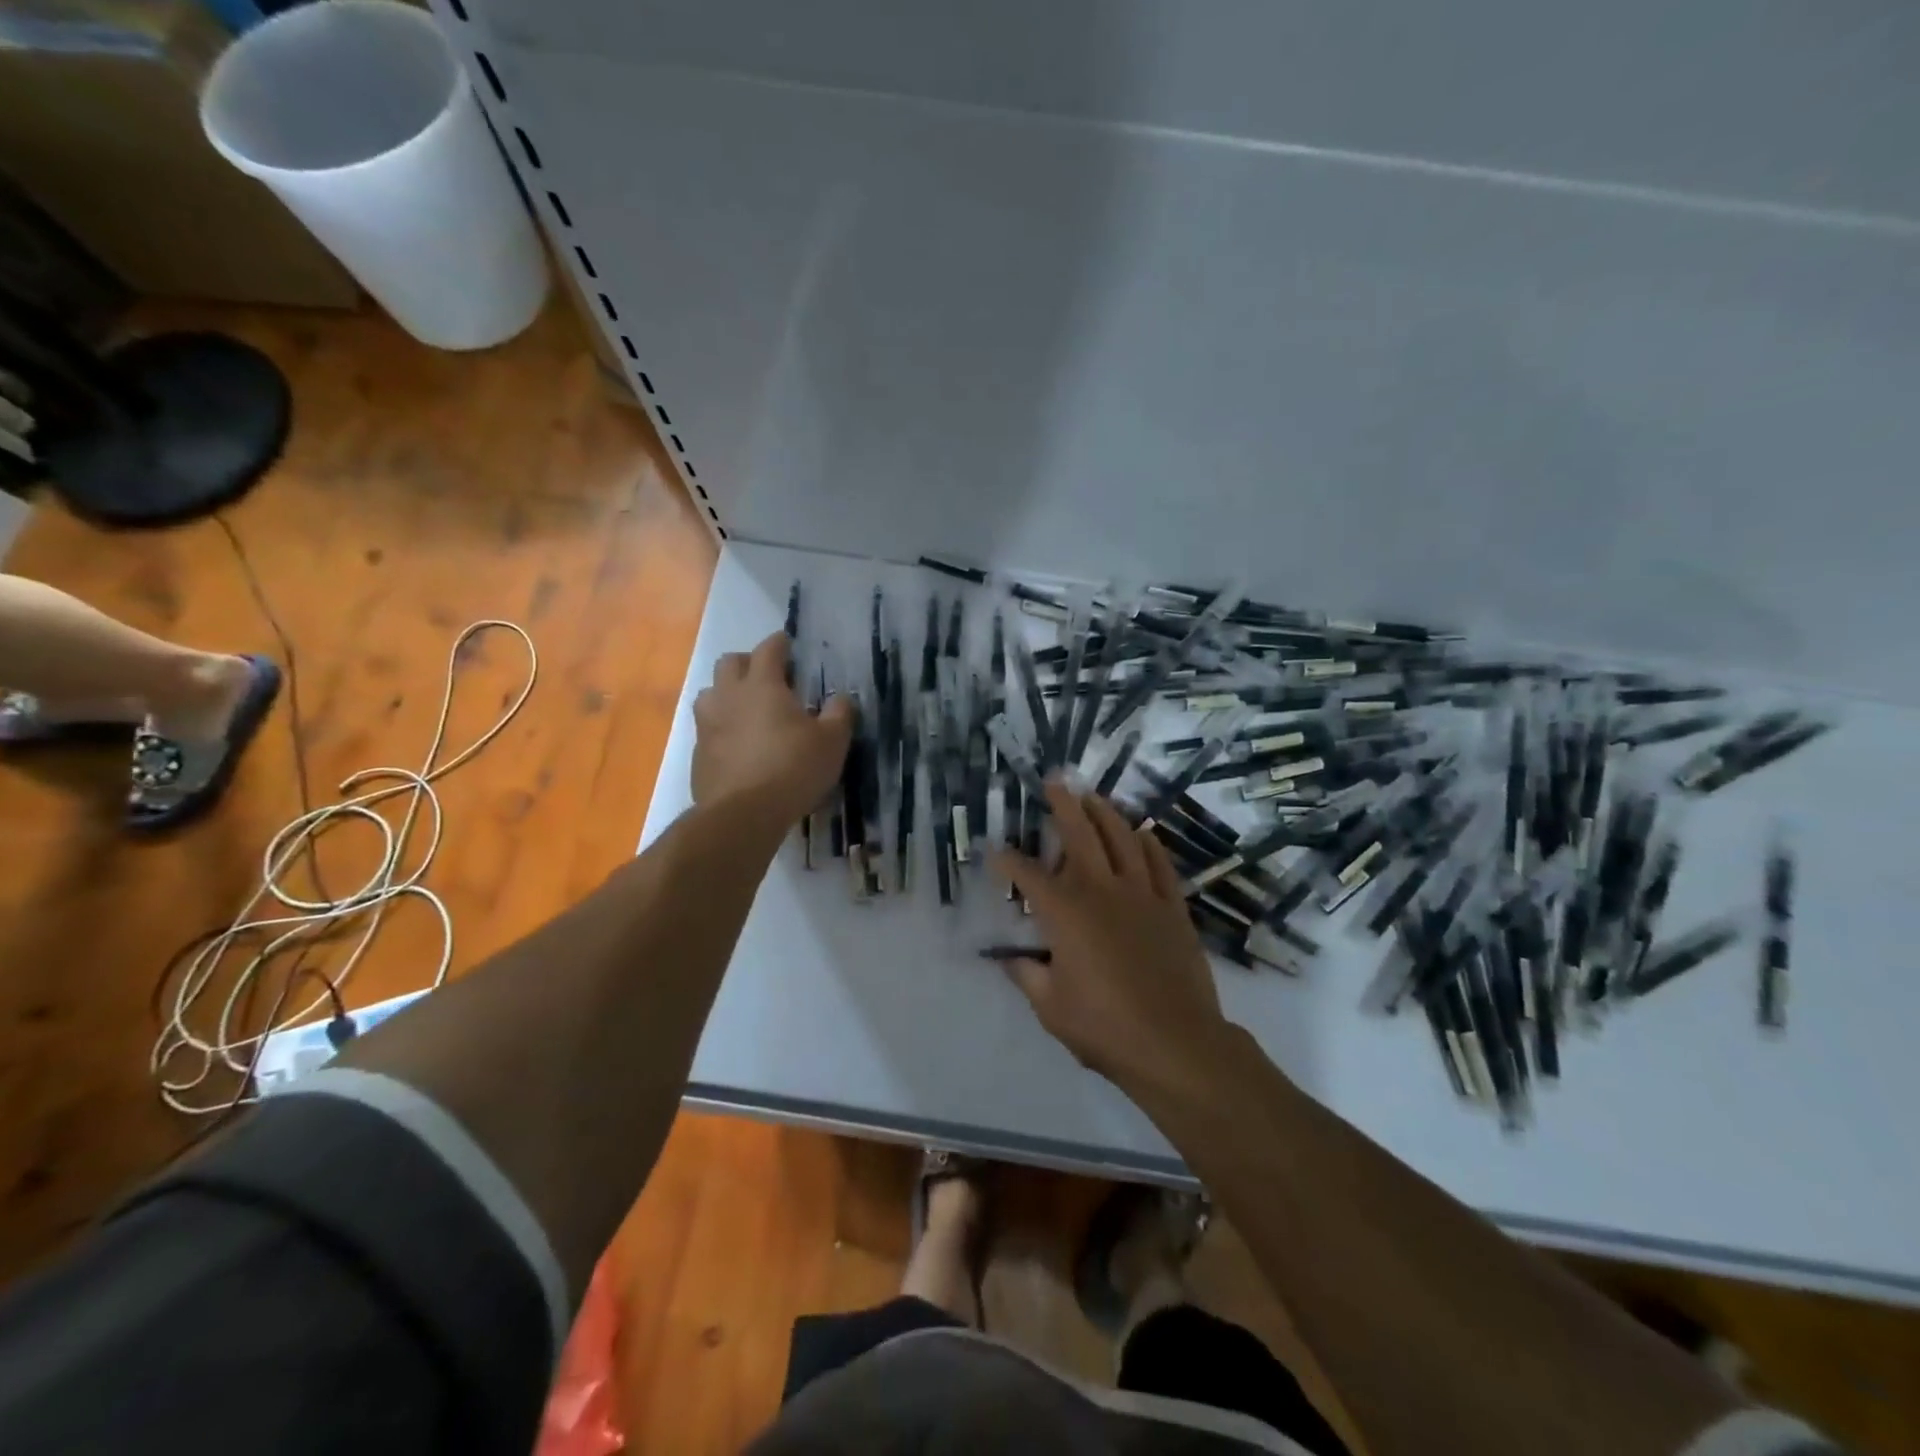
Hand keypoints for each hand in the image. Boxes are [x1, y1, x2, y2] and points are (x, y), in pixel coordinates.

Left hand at [692, 633, 852, 829]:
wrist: (743, 814)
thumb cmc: (793, 769)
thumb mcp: (832, 742)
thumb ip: (839, 714)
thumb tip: (841, 698)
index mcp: (762, 685)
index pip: (768, 649)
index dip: (780, 644)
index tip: (789, 645)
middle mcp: (729, 696)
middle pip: (729, 662)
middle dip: (748, 662)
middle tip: (767, 677)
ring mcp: (708, 724)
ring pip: (710, 693)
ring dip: (726, 693)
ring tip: (747, 709)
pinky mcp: (698, 753)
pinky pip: (707, 728)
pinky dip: (721, 727)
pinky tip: (738, 745)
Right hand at [990, 781, 1233, 1093]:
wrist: (1176, 1043)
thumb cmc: (1104, 1027)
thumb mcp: (1050, 1006)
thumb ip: (1026, 975)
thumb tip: (1008, 957)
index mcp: (1066, 912)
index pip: (1028, 875)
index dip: (1007, 860)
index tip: (994, 852)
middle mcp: (1102, 890)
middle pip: (1080, 835)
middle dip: (1063, 805)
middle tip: (1054, 782)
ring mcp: (1141, 894)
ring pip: (1122, 839)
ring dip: (1105, 813)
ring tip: (1093, 797)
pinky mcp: (1172, 907)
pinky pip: (1158, 864)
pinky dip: (1147, 844)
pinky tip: (1141, 833)